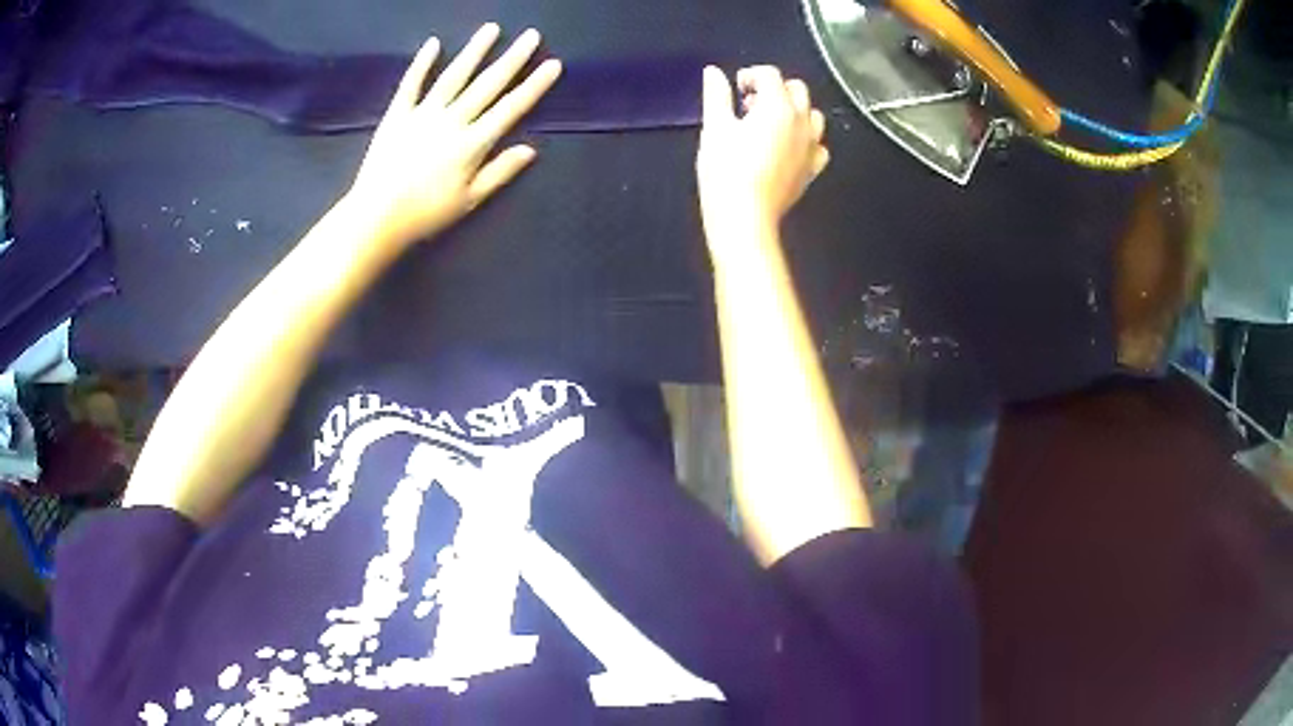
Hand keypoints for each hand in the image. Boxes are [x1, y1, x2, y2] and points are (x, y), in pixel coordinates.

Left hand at [346, 24, 561, 248]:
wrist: (376, 217)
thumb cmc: (425, 214)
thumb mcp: (469, 200)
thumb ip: (500, 172)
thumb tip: (530, 150)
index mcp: (473, 143)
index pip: (511, 108)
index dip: (534, 85)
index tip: (552, 64)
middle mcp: (452, 120)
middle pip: (487, 84)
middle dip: (513, 58)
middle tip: (532, 35)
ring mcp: (423, 114)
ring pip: (454, 76)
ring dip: (474, 51)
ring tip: (492, 29)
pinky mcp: (397, 115)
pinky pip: (411, 84)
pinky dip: (422, 63)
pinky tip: (433, 43)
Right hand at [696, 66, 828, 238]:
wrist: (745, 216)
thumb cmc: (726, 170)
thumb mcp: (715, 128)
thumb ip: (717, 95)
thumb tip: (713, 72)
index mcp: (778, 106)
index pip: (770, 75)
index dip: (750, 75)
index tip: (736, 89)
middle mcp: (801, 121)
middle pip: (797, 89)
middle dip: (774, 89)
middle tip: (750, 105)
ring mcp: (811, 146)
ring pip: (812, 115)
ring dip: (793, 111)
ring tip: (769, 124)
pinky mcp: (812, 169)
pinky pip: (818, 145)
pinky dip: (806, 139)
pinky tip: (788, 147)